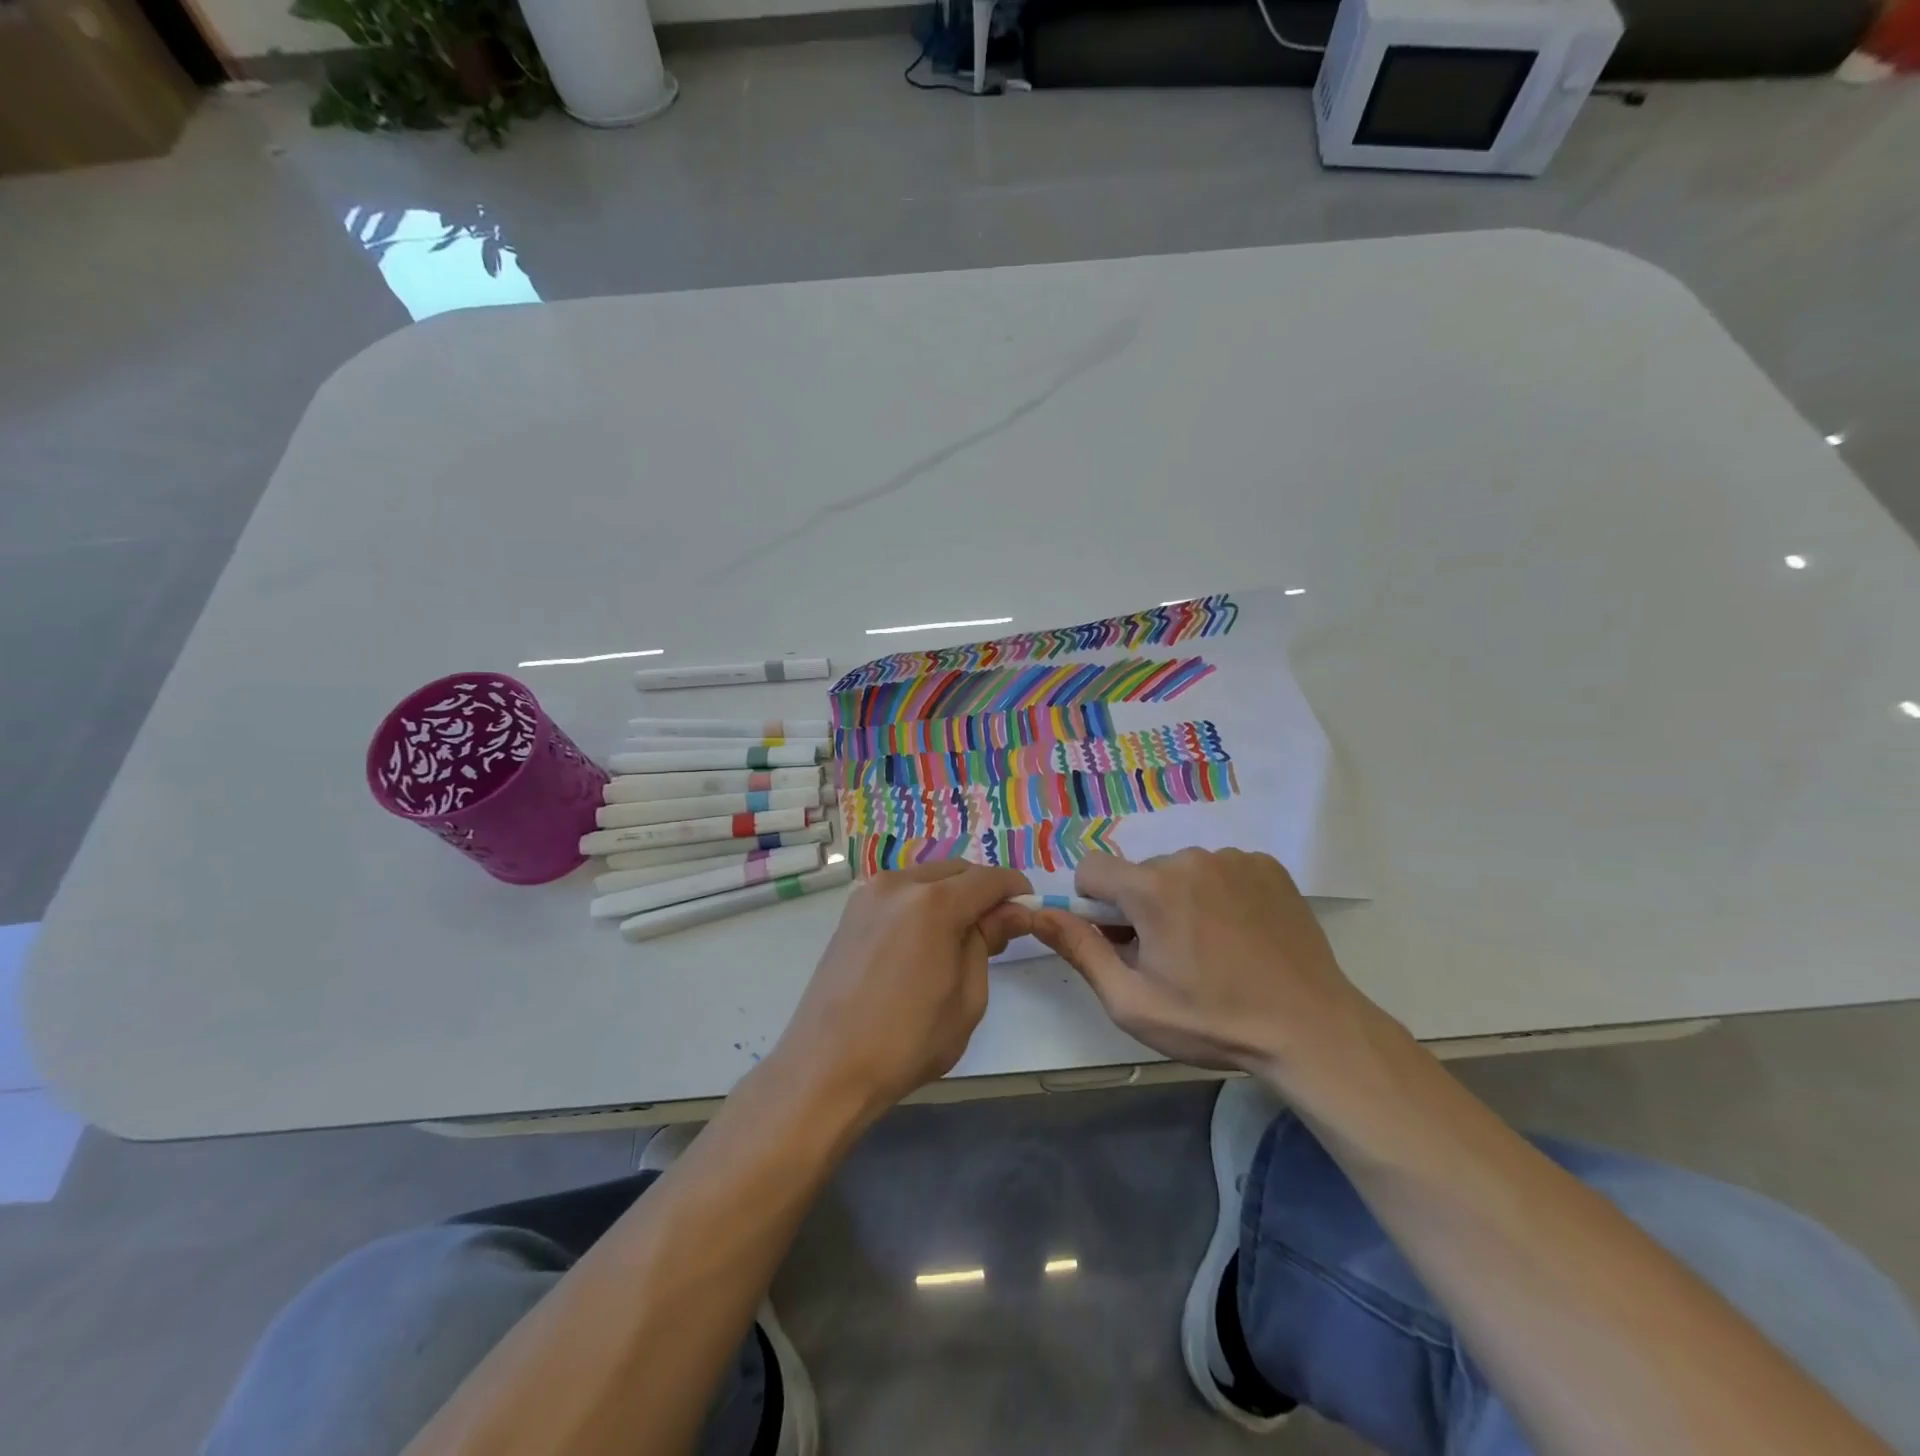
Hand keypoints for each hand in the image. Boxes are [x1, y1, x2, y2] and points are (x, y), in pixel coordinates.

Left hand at [769, 862, 1033, 1122]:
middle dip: (982, 891)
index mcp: (933, 903)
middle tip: (995, 931)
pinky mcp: (852, 910)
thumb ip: (987, 942)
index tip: (1028, 911)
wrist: (827, 1066)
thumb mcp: (967, 998)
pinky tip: (924, 940)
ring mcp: (869, 893)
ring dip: (951, 894)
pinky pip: (901, 892)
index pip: (989, 879)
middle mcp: (899, 883)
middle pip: (957, 871)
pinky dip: (922, 902)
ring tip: (959, 938)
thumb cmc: (907, 1042)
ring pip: (927, 877)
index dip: (1015, 890)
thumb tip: (1010, 913)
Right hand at [1028, 849, 1387, 1085]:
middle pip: (1139, 873)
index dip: (1093, 905)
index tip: (1119, 940)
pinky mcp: (1267, 866)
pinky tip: (1240, 934)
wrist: (1311, 1029)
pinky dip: (1218, 894)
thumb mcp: (1132, 1001)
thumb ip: (1079, 950)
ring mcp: (1234, 857)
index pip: (1091, 868)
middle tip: (1170, 957)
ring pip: (1180, 871)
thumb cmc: (1213, 1021)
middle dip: (1141, 907)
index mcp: (1152, 888)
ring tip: (1211, 948)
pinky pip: (1220, 869)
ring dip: (1180, 899)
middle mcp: (1190, 858)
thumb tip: (1038, 914)